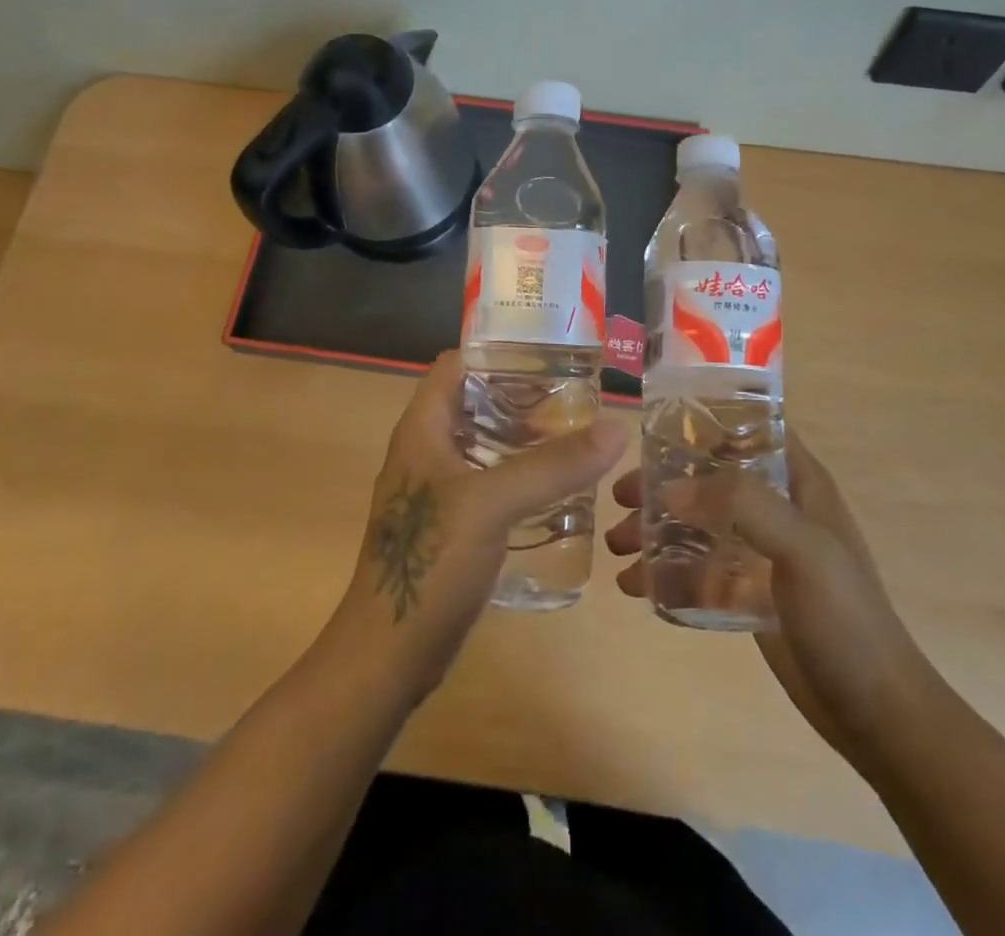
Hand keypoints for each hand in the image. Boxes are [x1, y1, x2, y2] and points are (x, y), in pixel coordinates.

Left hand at [333, 350, 627, 704]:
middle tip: (576, 395)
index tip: (548, 353)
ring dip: (524, 435)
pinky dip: (520, 473)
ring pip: (485, 443)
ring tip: (576, 434)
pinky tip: (557, 486)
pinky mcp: (451, 524)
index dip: (497, 351)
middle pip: (475, 401)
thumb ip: (552, 465)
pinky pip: (490, 481)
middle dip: (522, 393)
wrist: (390, 654)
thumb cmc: (431, 562)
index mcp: (422, 428)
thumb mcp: (492, 504)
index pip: (456, 364)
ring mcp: (437, 489)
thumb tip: (615, 429)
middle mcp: (427, 450)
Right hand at [606, 429, 930, 768]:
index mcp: (799, 482)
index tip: (654, 430)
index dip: (707, 422)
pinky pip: (697, 567)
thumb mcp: (803, 548)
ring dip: (657, 528)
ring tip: (617, 545)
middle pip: (711, 477)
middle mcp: (778, 508)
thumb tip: (669, 490)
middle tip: (620, 496)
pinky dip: (665, 569)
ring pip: (698, 522)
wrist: (875, 713)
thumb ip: (742, 505)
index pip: (751, 429)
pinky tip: (634, 584)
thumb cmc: (846, 619)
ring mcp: (760, 551)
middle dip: (663, 483)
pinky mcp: (747, 591)